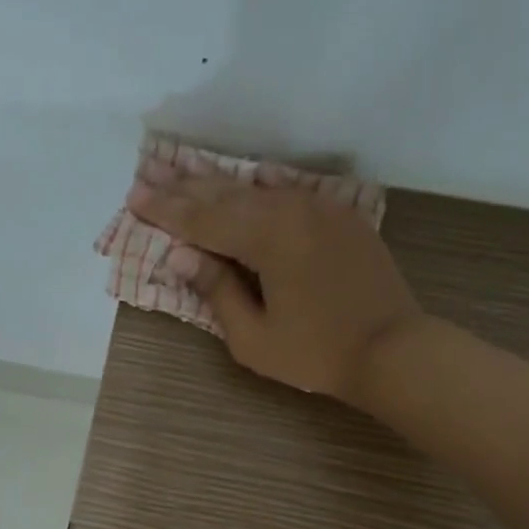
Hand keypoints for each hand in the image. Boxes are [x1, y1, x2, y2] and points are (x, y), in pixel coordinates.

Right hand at [127, 164, 423, 400]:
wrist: (393, 349)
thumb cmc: (316, 354)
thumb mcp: (254, 338)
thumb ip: (218, 292)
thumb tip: (183, 256)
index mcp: (267, 237)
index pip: (202, 220)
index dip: (166, 211)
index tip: (134, 198)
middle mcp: (291, 209)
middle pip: (226, 196)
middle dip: (184, 189)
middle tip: (148, 176)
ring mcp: (320, 208)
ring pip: (258, 190)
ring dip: (218, 185)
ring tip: (185, 175)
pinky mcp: (340, 216)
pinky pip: (288, 194)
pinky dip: (259, 190)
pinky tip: (245, 182)